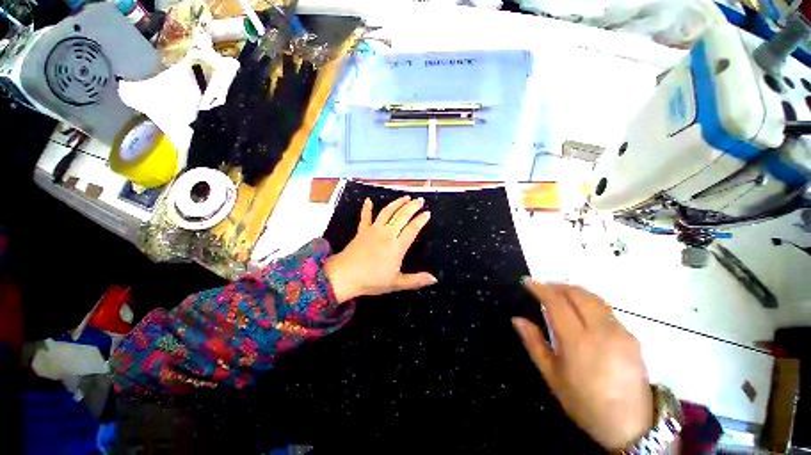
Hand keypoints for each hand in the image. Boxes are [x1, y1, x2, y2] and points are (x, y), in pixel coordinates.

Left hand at [324, 196, 436, 302]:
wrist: (345, 276)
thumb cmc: (372, 280)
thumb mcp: (396, 283)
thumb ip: (416, 280)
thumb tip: (435, 279)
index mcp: (397, 246)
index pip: (412, 229)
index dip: (421, 220)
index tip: (427, 213)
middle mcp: (387, 233)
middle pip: (402, 216)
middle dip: (413, 206)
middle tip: (420, 200)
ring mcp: (374, 230)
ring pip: (388, 212)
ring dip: (397, 203)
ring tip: (405, 197)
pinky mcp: (362, 230)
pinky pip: (365, 216)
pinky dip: (367, 208)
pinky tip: (368, 200)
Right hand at [512, 280, 652, 450]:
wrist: (631, 426)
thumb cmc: (584, 402)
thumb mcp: (552, 376)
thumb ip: (533, 343)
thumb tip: (517, 319)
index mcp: (578, 342)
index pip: (557, 302)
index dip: (540, 288)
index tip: (527, 282)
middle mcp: (601, 331)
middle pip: (577, 294)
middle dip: (557, 286)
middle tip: (542, 288)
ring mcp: (620, 332)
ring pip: (593, 298)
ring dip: (573, 291)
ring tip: (559, 295)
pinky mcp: (632, 336)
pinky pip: (605, 310)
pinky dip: (587, 303)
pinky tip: (581, 312)